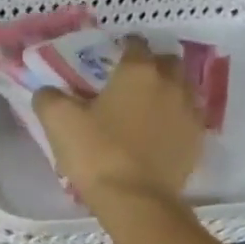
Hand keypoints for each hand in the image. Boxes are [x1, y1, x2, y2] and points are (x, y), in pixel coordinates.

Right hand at [34, 37, 202, 208]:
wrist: (135, 200)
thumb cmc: (96, 153)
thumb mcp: (58, 122)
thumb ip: (49, 98)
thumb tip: (48, 91)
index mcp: (138, 72)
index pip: (134, 43)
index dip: (121, 47)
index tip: (108, 58)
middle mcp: (171, 84)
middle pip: (167, 61)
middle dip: (151, 65)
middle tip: (129, 82)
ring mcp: (189, 112)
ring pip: (182, 88)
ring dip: (167, 91)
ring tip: (145, 108)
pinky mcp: (197, 141)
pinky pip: (187, 118)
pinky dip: (174, 119)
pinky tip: (157, 133)